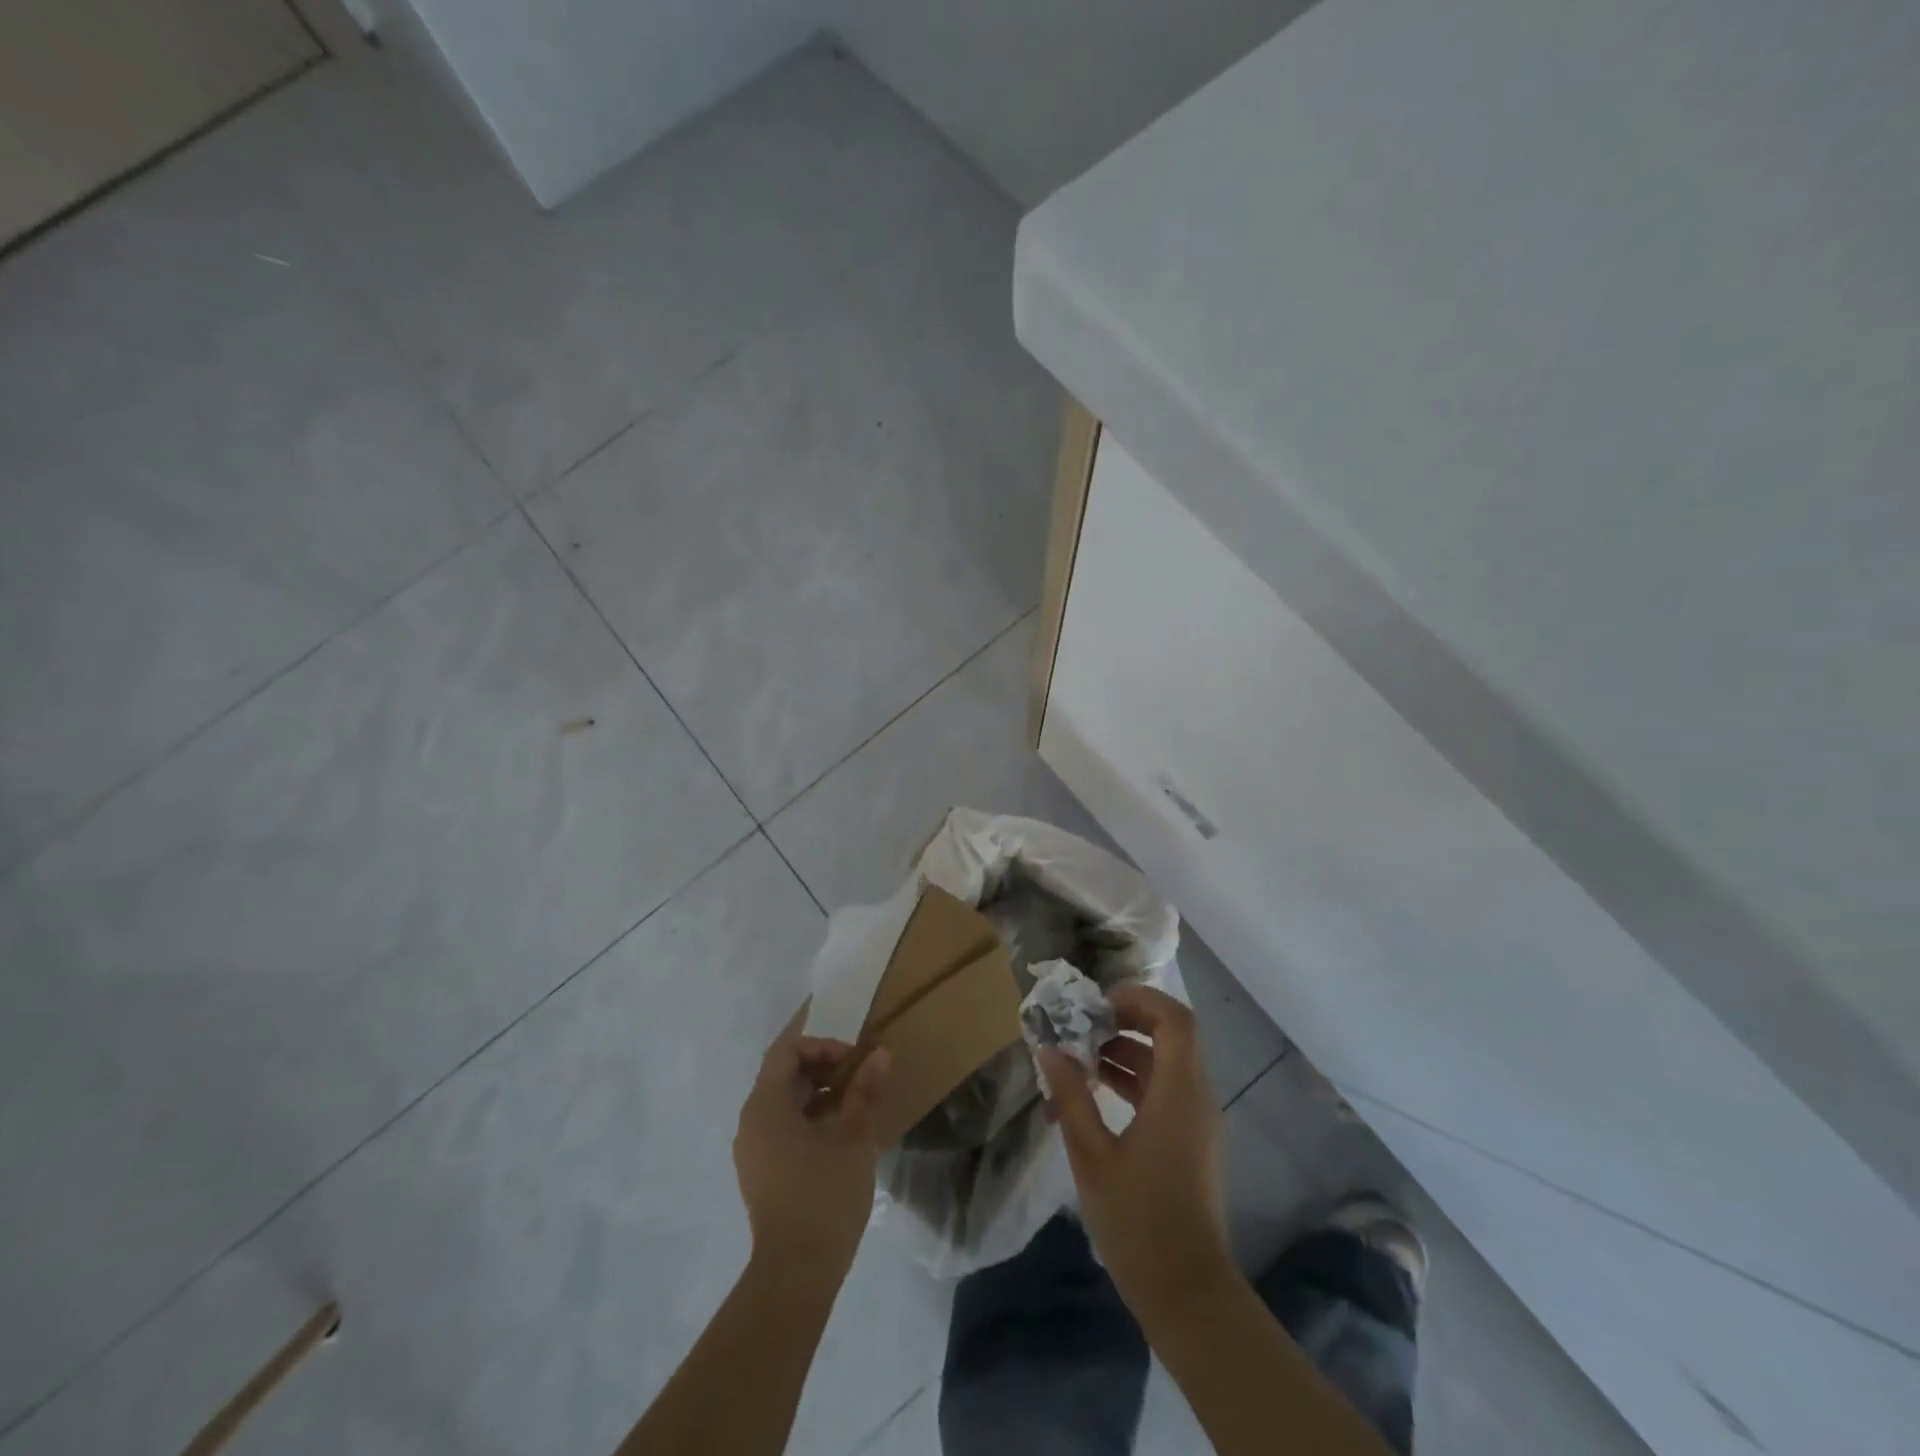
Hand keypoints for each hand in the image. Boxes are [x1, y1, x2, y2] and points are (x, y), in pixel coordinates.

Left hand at [734, 1021, 889, 1270]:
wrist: (796, 1272)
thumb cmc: (824, 1192)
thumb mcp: (853, 1135)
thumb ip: (865, 1090)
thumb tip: (880, 1055)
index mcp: (765, 1104)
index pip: (787, 1050)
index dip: (822, 1045)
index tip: (854, 1060)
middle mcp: (751, 1121)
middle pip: (784, 1075)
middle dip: (824, 1068)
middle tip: (860, 1079)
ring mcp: (753, 1151)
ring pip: (785, 1104)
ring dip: (819, 1095)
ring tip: (856, 1108)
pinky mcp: (761, 1175)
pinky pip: (782, 1130)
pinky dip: (809, 1120)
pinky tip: (840, 1138)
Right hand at [1039, 984, 1232, 1316]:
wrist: (1187, 1293)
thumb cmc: (1138, 1221)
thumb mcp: (1092, 1156)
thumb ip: (1071, 1097)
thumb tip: (1048, 1050)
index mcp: (1179, 1092)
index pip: (1175, 1019)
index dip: (1140, 999)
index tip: (1098, 1002)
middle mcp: (1196, 1096)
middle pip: (1172, 1035)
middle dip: (1127, 1021)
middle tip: (1084, 1024)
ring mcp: (1197, 1120)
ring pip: (1166, 1063)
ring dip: (1126, 1051)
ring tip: (1079, 1056)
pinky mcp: (1191, 1141)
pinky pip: (1166, 1090)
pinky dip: (1134, 1080)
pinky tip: (1095, 1090)